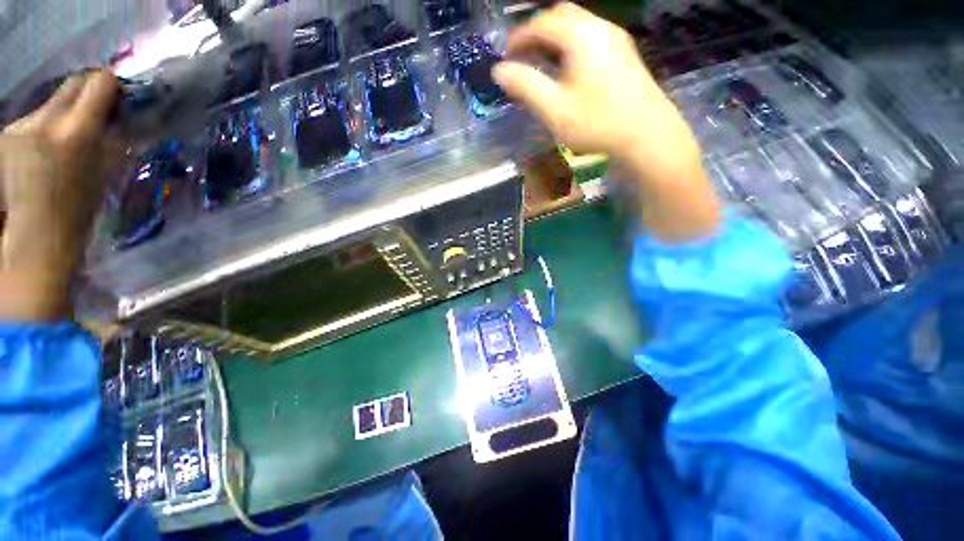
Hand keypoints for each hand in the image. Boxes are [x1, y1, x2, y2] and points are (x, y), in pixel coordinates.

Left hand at [0, 70, 123, 319]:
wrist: (34, 241)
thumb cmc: (77, 213)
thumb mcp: (105, 174)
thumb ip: (112, 139)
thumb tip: (121, 115)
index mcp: (74, 132)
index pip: (98, 83)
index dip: (111, 85)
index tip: (120, 96)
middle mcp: (43, 121)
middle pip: (71, 85)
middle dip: (87, 93)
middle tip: (99, 112)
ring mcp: (18, 127)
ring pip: (51, 103)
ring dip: (63, 114)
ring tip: (67, 143)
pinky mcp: (5, 135)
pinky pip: (33, 120)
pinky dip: (44, 128)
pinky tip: (45, 153)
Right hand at [492, 3, 719, 240]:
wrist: (647, 135)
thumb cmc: (597, 123)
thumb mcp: (555, 109)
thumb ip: (526, 87)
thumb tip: (499, 71)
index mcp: (581, 35)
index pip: (542, 23)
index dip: (519, 36)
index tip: (505, 55)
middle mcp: (600, 28)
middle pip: (561, 16)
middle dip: (537, 32)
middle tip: (522, 55)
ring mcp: (616, 39)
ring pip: (577, 26)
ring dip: (554, 39)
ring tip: (540, 63)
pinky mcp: (624, 54)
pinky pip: (590, 39)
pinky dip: (570, 46)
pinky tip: (566, 69)